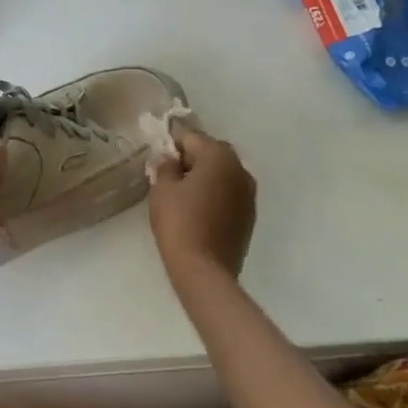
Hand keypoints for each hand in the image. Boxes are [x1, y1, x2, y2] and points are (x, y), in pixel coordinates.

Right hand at [148, 126, 256, 286]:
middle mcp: (240, 169)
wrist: (204, 270)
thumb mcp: (162, 189)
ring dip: (206, 176)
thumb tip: (169, 159)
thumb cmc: (179, 223)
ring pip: (223, 173)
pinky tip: (199, 211)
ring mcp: (249, 193)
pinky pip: (229, 193)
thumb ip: (165, 166)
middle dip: (191, 158)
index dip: (171, 144)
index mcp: (218, 156)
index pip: (190, 137)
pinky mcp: (250, 215)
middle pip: (211, 152)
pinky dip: (216, 194)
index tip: (158, 159)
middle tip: (169, 176)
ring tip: (184, 195)